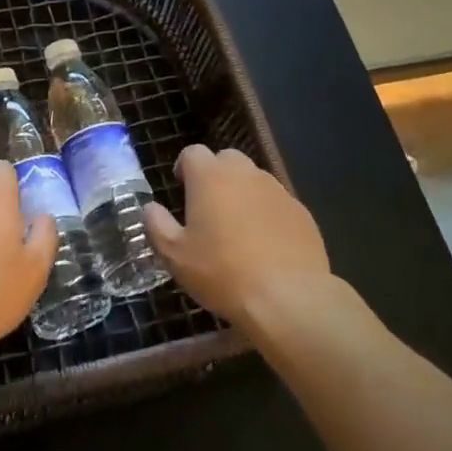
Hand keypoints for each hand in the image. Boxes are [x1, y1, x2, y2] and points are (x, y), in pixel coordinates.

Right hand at [145, 145, 330, 329]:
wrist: (287, 297)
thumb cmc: (222, 272)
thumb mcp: (174, 255)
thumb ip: (156, 225)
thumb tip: (150, 208)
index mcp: (210, 177)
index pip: (192, 153)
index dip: (184, 168)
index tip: (181, 190)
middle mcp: (244, 173)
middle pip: (225, 159)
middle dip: (214, 175)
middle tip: (208, 207)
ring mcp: (276, 190)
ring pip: (253, 179)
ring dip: (242, 193)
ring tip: (237, 228)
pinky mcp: (301, 211)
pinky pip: (276, 202)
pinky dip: (267, 213)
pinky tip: (265, 244)